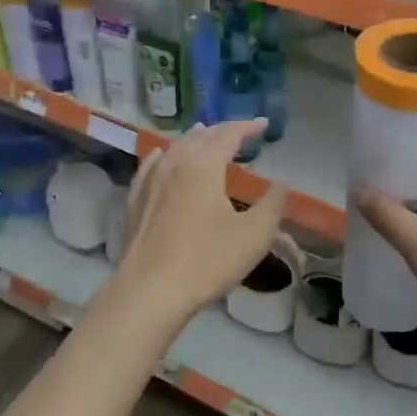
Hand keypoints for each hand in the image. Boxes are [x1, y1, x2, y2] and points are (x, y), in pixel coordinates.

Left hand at [113, 120, 286, 324]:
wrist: (151, 290)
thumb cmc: (207, 261)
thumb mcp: (254, 235)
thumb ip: (272, 204)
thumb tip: (281, 184)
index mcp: (204, 164)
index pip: (228, 134)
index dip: (247, 127)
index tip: (263, 125)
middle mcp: (175, 162)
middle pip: (200, 136)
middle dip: (222, 130)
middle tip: (240, 132)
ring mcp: (150, 180)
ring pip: (174, 147)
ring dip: (195, 139)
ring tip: (206, 136)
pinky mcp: (135, 200)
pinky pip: (151, 165)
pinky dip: (164, 155)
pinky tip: (162, 156)